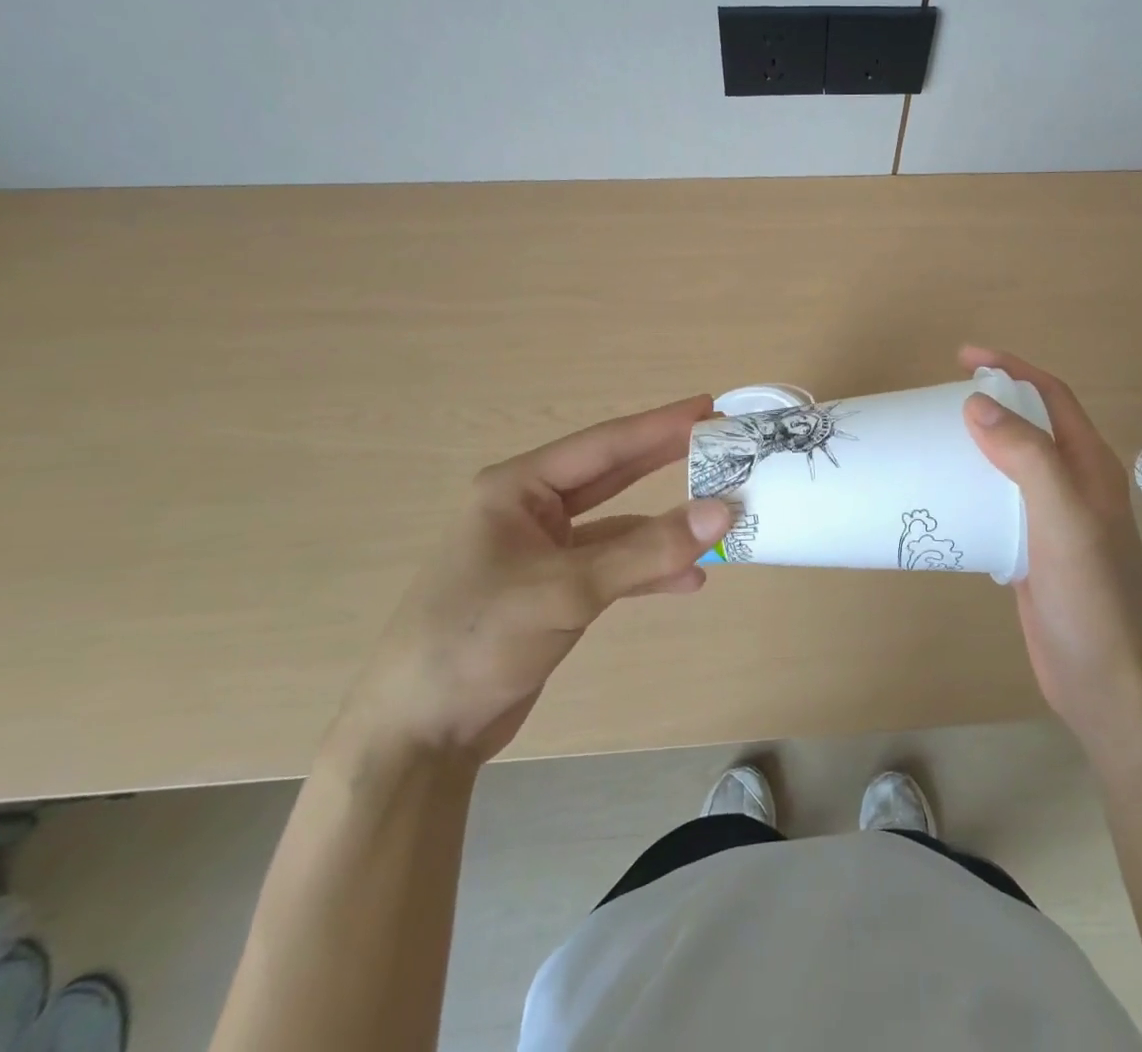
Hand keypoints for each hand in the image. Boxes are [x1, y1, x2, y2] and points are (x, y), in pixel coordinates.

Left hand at [334, 397, 733, 765]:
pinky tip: (688, 581)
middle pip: (611, 476)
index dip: (659, 425)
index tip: (708, 407)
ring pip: (617, 527)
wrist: (418, 735)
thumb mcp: (566, 589)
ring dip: (663, 528)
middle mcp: (529, 511)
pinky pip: (611, 568)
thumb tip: (723, 511)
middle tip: (719, 443)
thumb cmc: (477, 640)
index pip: (602, 445)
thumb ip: (647, 550)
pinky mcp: (551, 592)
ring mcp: (541, 553)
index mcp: (517, 489)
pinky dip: (647, 572)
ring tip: (719, 518)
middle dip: (665, 461)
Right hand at [960, 347, 1141, 748]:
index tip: (964, 358)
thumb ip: (1027, 457)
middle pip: (1030, 426)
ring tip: (934, 440)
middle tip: (940, 398)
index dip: (1012, 368)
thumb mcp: (1062, 518)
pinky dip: (973, 489)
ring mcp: (1054, 520)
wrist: (1108, 683)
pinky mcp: (1032, 552)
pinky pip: (1000, 504)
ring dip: (979, 445)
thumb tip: (978, 403)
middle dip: (991, 401)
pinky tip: (944, 497)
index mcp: (1090, 466)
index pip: (1051, 396)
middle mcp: (1075, 485)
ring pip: (1012, 466)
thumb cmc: (1092, 596)